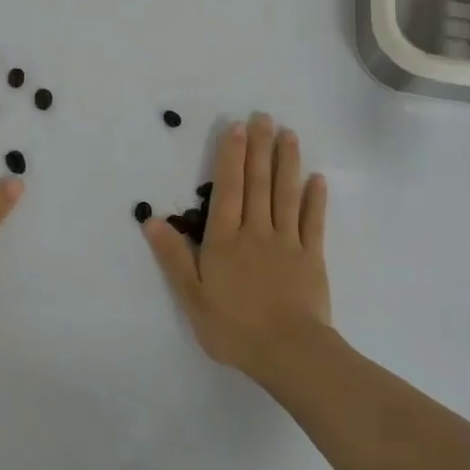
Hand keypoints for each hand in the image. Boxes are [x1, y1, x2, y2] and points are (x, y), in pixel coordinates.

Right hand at [143, 113, 330, 379]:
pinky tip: (317, 179)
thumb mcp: (192, 296)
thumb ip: (174, 257)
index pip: (228, 189)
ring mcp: (287, 242)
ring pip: (286, 194)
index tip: (236, 127)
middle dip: (259, 148)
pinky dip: (315, 199)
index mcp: (225, 239)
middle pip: (258, 183)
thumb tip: (152, 220)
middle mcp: (256, 231)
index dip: (231, 156)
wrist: (288, 353)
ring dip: (287, 162)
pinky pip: (313, 222)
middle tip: (263, 117)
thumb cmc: (234, 327)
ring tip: (289, 134)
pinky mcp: (312, 257)